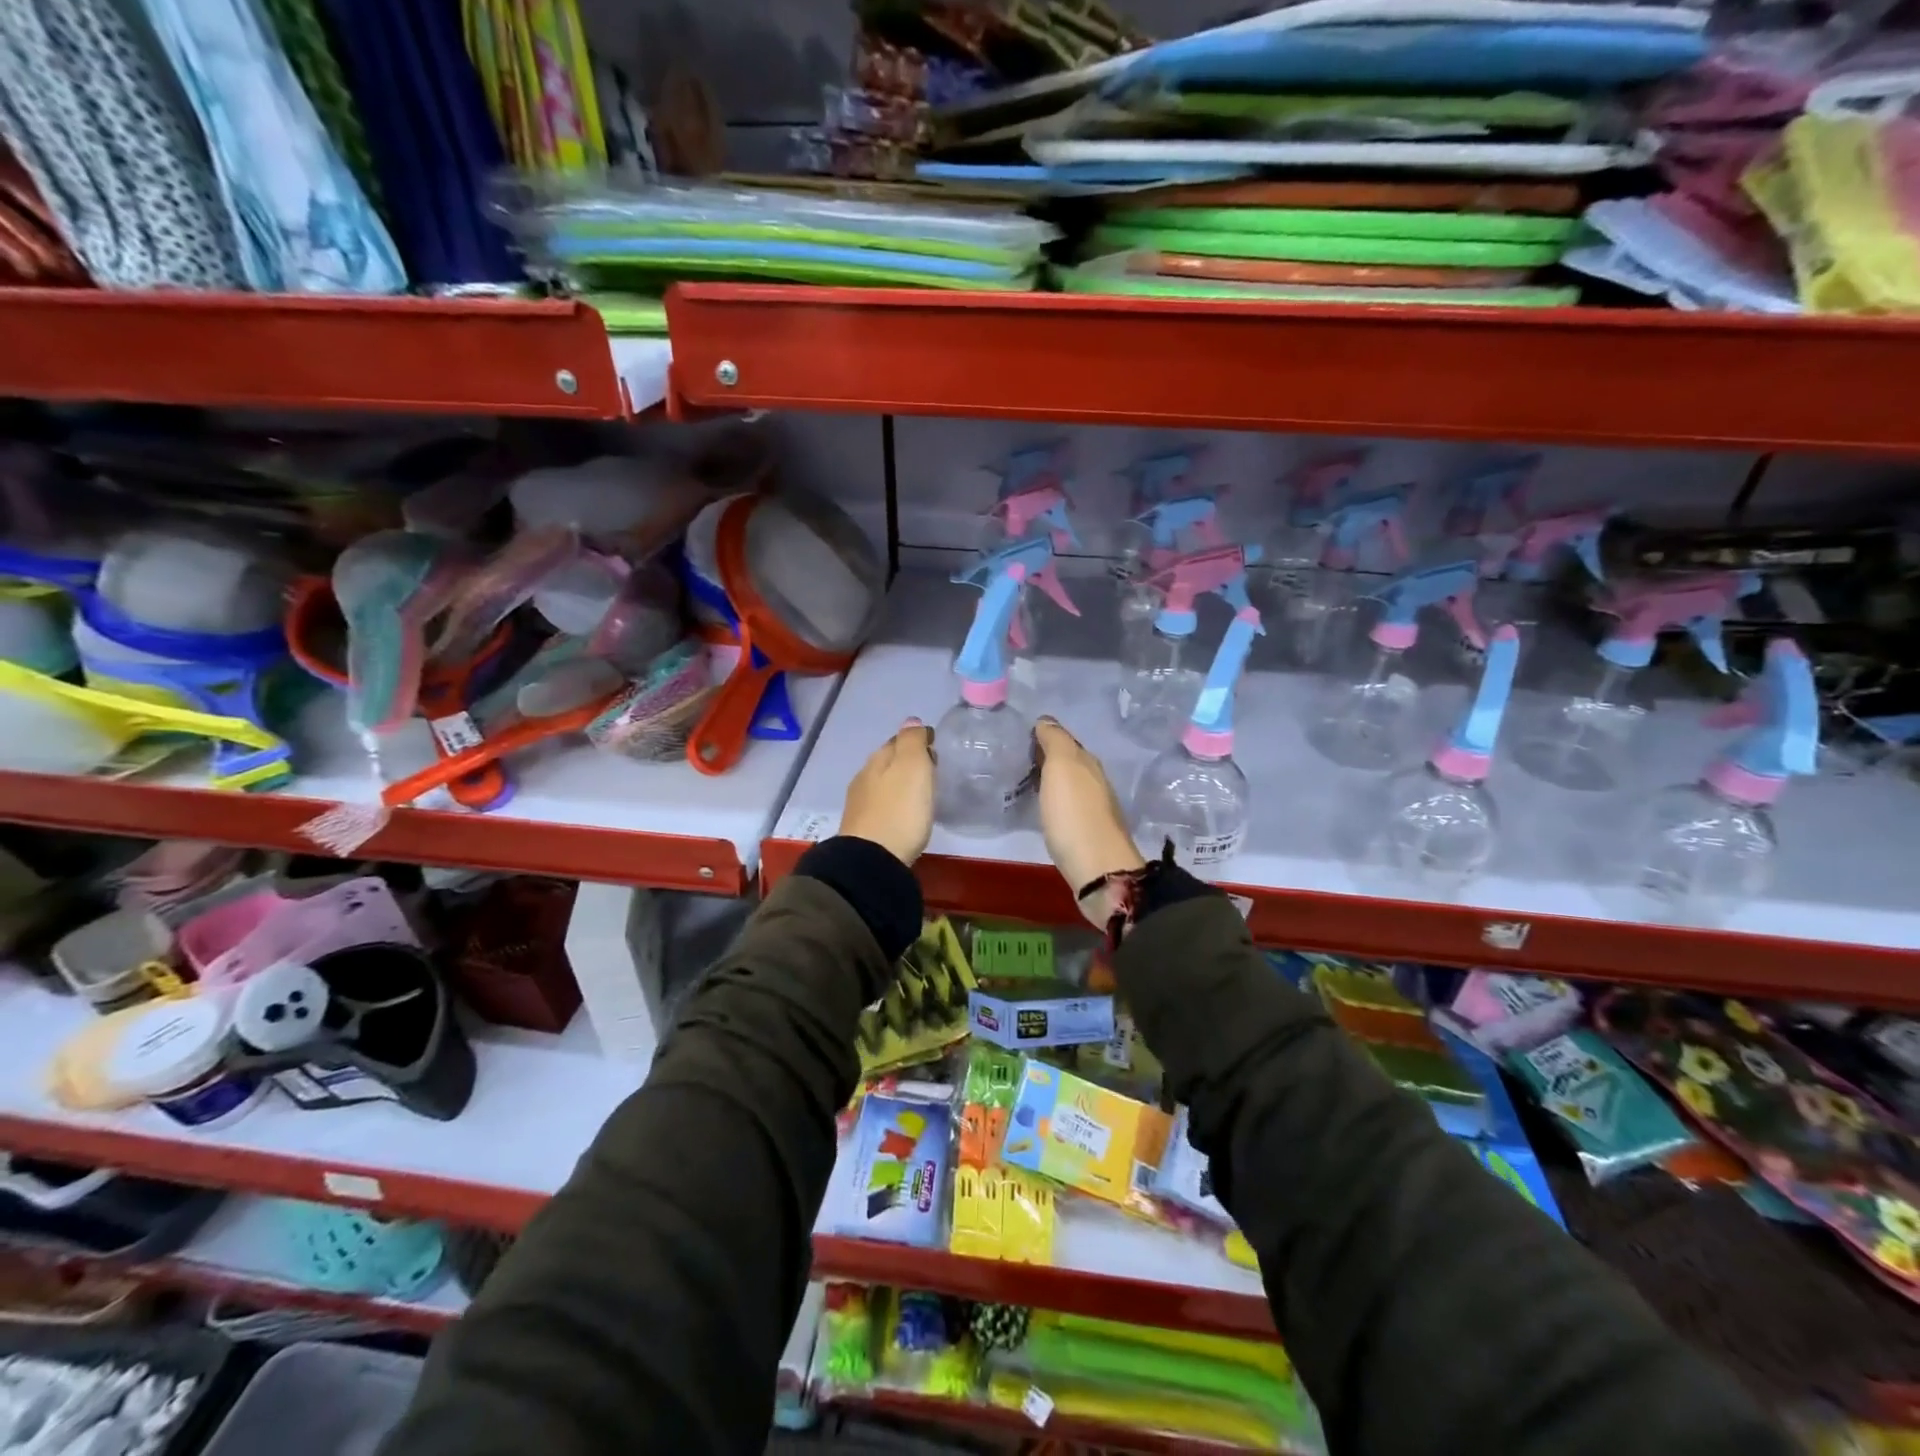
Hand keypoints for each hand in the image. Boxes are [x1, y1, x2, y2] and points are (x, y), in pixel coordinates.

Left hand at [839, 719, 935, 866]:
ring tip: (922, 794)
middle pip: (888, 762)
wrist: (872, 861)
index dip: (917, 741)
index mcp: (877, 760)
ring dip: (900, 785)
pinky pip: (882, 806)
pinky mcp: (863, 830)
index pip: (897, 740)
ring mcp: (860, 805)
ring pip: (883, 784)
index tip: (936, 748)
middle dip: (908, 762)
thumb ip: (912, 741)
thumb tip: (911, 720)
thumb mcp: (912, 767)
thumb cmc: (900, 810)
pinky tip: (904, 815)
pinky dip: (894, 804)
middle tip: (932, 771)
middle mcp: (864, 778)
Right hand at [1034, 717, 1142, 921]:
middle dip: (1046, 758)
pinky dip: (1054, 802)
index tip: (1020, 737)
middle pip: (1069, 763)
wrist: (1097, 869)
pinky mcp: (1086, 834)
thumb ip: (1055, 741)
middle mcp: (1095, 782)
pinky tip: (1040, 808)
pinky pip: (1067, 807)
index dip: (1044, 736)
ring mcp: (1093, 810)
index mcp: (1088, 763)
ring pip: (1069, 785)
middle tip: (1017, 758)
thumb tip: (1046, 720)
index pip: (1065, 740)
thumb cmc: (1074, 814)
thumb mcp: (1062, 767)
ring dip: (1050, 781)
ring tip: (1023, 782)